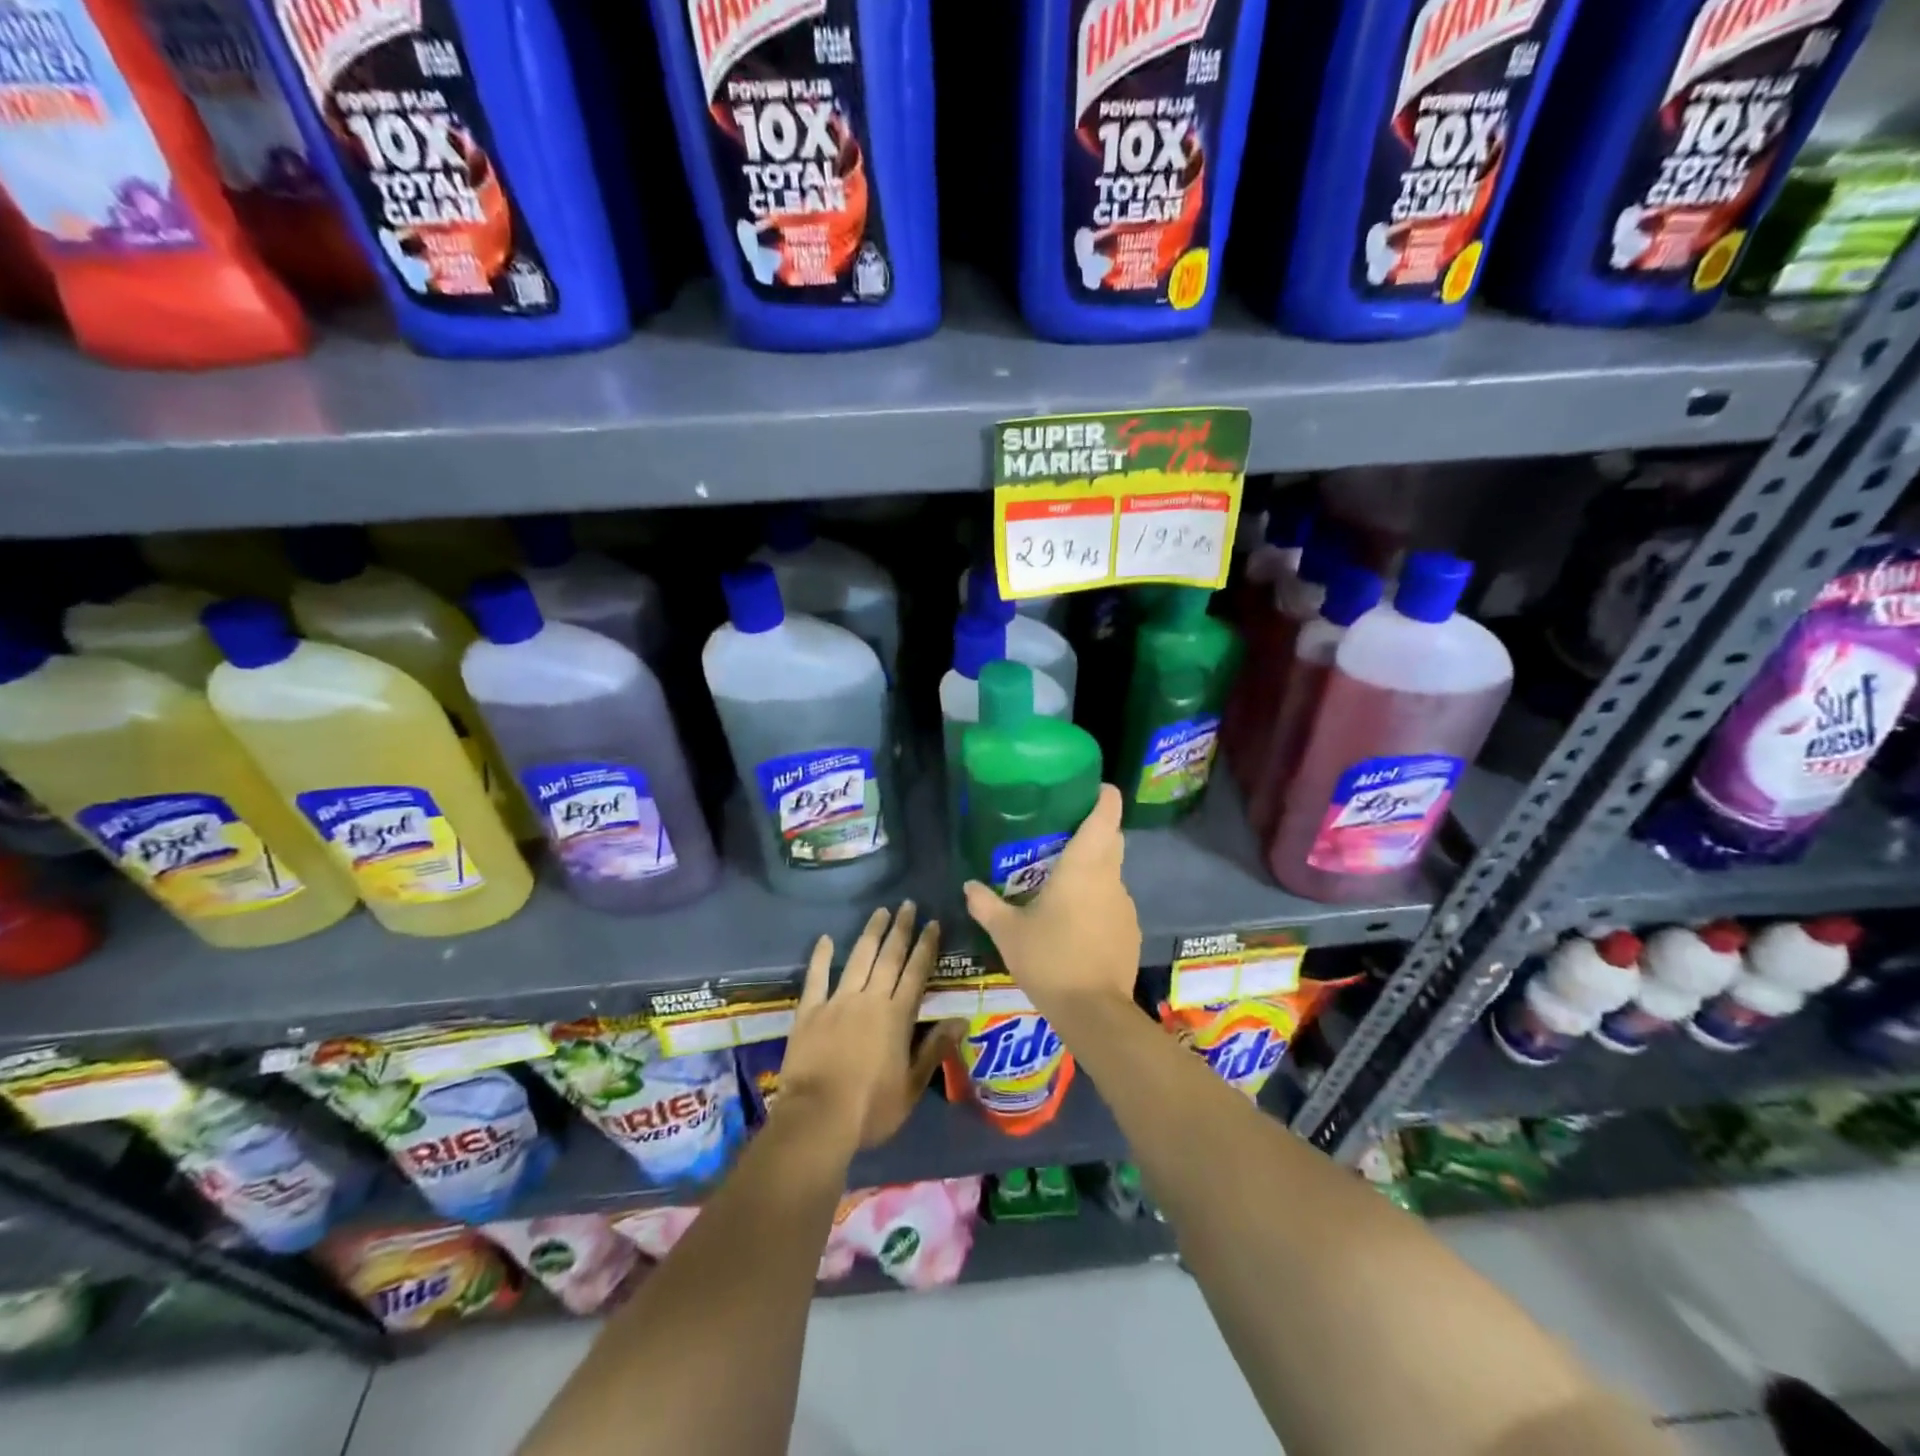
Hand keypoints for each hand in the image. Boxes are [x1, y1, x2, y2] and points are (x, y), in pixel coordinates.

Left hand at [776, 901, 958, 1153]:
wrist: (817, 1118)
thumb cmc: (871, 1109)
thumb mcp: (912, 1086)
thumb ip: (935, 1049)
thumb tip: (961, 1020)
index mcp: (896, 1016)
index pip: (916, 972)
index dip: (926, 946)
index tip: (932, 923)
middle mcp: (870, 999)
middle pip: (889, 957)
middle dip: (901, 929)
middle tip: (907, 904)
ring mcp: (837, 1002)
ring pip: (858, 958)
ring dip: (870, 933)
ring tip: (880, 912)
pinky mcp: (810, 1011)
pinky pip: (816, 977)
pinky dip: (821, 957)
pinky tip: (825, 939)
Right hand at [962, 784, 1140, 1017]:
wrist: (1093, 1012)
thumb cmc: (1049, 959)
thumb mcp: (1008, 932)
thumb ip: (986, 905)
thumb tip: (968, 885)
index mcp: (1084, 867)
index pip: (1105, 816)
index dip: (1104, 797)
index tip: (1094, 789)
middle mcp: (1110, 878)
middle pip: (1111, 840)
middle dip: (1094, 830)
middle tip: (1062, 835)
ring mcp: (1125, 906)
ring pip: (1111, 874)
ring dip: (1093, 870)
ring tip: (1061, 883)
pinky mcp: (1130, 931)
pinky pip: (1113, 903)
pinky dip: (1097, 902)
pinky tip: (1075, 923)